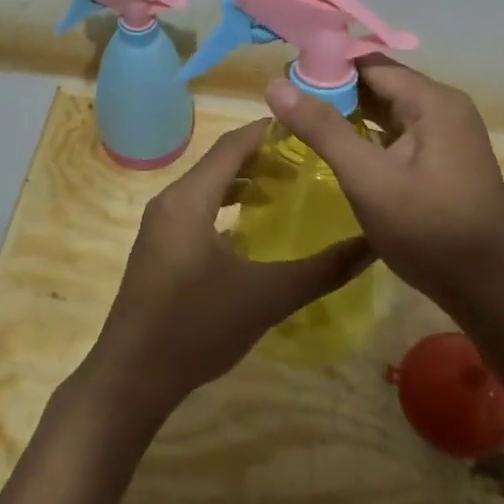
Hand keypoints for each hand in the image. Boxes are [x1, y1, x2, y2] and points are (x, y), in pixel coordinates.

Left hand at [84, 120, 372, 424]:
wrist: (132, 376)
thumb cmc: (196, 327)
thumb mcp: (266, 297)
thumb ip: (322, 270)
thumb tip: (372, 245)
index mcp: (190, 199)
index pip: (233, 145)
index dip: (269, 131)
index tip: (309, 127)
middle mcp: (170, 202)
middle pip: (220, 162)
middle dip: (263, 156)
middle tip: (309, 160)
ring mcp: (160, 226)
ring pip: (207, 187)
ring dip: (244, 182)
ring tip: (287, 187)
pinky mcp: (159, 248)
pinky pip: (197, 210)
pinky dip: (226, 207)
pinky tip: (253, 229)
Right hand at [264, 58, 503, 308]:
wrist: (487, 287)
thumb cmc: (427, 230)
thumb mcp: (367, 179)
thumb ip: (322, 129)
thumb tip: (275, 84)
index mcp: (433, 100)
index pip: (369, 63)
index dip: (324, 66)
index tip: (284, 77)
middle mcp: (445, 106)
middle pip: (380, 82)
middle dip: (334, 89)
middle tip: (287, 102)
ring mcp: (449, 132)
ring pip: (389, 107)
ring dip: (350, 111)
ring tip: (303, 119)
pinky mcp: (446, 156)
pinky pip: (400, 130)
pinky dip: (369, 132)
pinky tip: (340, 145)